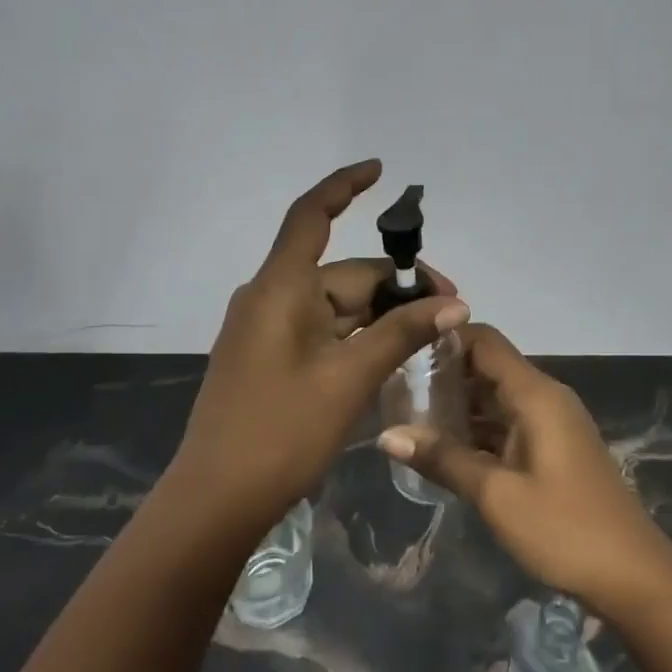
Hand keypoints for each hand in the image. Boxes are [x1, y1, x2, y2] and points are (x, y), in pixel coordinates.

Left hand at [167, 160, 469, 532]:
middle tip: (448, 311)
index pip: (312, 214)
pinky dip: (356, 336)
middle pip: (341, 272)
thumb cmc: (281, 431)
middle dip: (394, 285)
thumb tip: (456, 304)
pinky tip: (390, 356)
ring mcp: (266, 329)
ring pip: (335, 305)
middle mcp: (270, 297)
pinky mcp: (268, 358)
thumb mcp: (350, 378)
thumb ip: (402, 333)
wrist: (216, 501)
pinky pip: (321, 331)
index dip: (345, 185)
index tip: (380, 170)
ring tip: (428, 338)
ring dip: (379, 316)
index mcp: (280, 287)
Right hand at [378, 325, 671, 617]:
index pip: (484, 342)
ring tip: (409, 416)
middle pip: (489, 366)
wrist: (634, 576)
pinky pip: (508, 423)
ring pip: (497, 397)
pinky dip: (478, 428)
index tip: (402, 351)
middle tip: (396, 389)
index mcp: (535, 395)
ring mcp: (552, 424)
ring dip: (459, 404)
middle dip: (444, 374)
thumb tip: (386, 435)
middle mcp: (545, 398)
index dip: (444, 339)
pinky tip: (445, 448)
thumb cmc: (564, 529)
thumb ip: (443, 459)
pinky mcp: (554, 448)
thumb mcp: (497, 496)